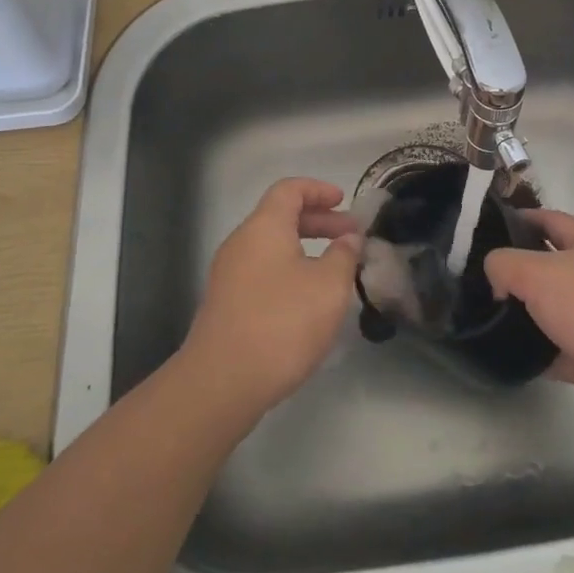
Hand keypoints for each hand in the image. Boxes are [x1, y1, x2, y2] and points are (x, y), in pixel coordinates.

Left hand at [183, 178, 363, 413]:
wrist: (222, 383)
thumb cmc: (282, 323)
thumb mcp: (329, 286)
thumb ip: (344, 255)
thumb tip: (348, 238)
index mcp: (264, 227)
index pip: (290, 189)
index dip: (319, 190)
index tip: (344, 202)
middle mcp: (241, 242)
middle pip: (280, 217)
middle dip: (319, 222)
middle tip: (351, 237)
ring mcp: (229, 274)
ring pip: (272, 247)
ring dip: (305, 249)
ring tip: (335, 271)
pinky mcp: (227, 304)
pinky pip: (262, 271)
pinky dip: (289, 271)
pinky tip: (308, 300)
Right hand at [485, 209, 573, 425]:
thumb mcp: (535, 271)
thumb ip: (503, 264)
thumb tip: (496, 279)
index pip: (549, 220)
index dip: (521, 217)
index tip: (489, 225)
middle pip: (546, 265)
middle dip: (516, 269)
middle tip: (478, 275)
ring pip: (547, 308)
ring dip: (521, 313)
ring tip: (483, 313)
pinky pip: (551, 348)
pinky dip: (531, 351)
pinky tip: (503, 351)